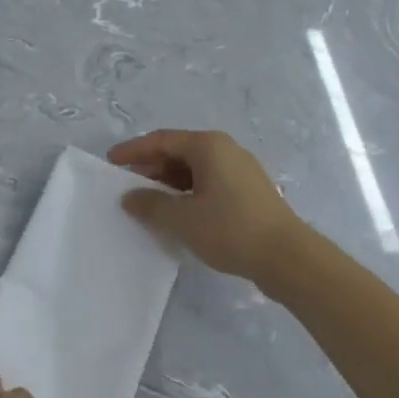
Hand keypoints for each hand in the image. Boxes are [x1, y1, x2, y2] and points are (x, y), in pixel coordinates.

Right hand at [108, 129, 304, 282]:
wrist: (287, 257)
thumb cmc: (230, 229)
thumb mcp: (182, 219)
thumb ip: (150, 204)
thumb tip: (129, 197)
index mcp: (208, 146)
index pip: (161, 140)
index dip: (133, 150)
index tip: (111, 162)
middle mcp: (225, 149)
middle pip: (179, 151)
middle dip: (150, 166)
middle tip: (127, 184)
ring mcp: (240, 169)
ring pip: (195, 168)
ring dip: (169, 182)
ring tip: (149, 202)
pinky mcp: (249, 190)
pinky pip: (209, 181)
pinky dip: (188, 191)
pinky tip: (179, 212)